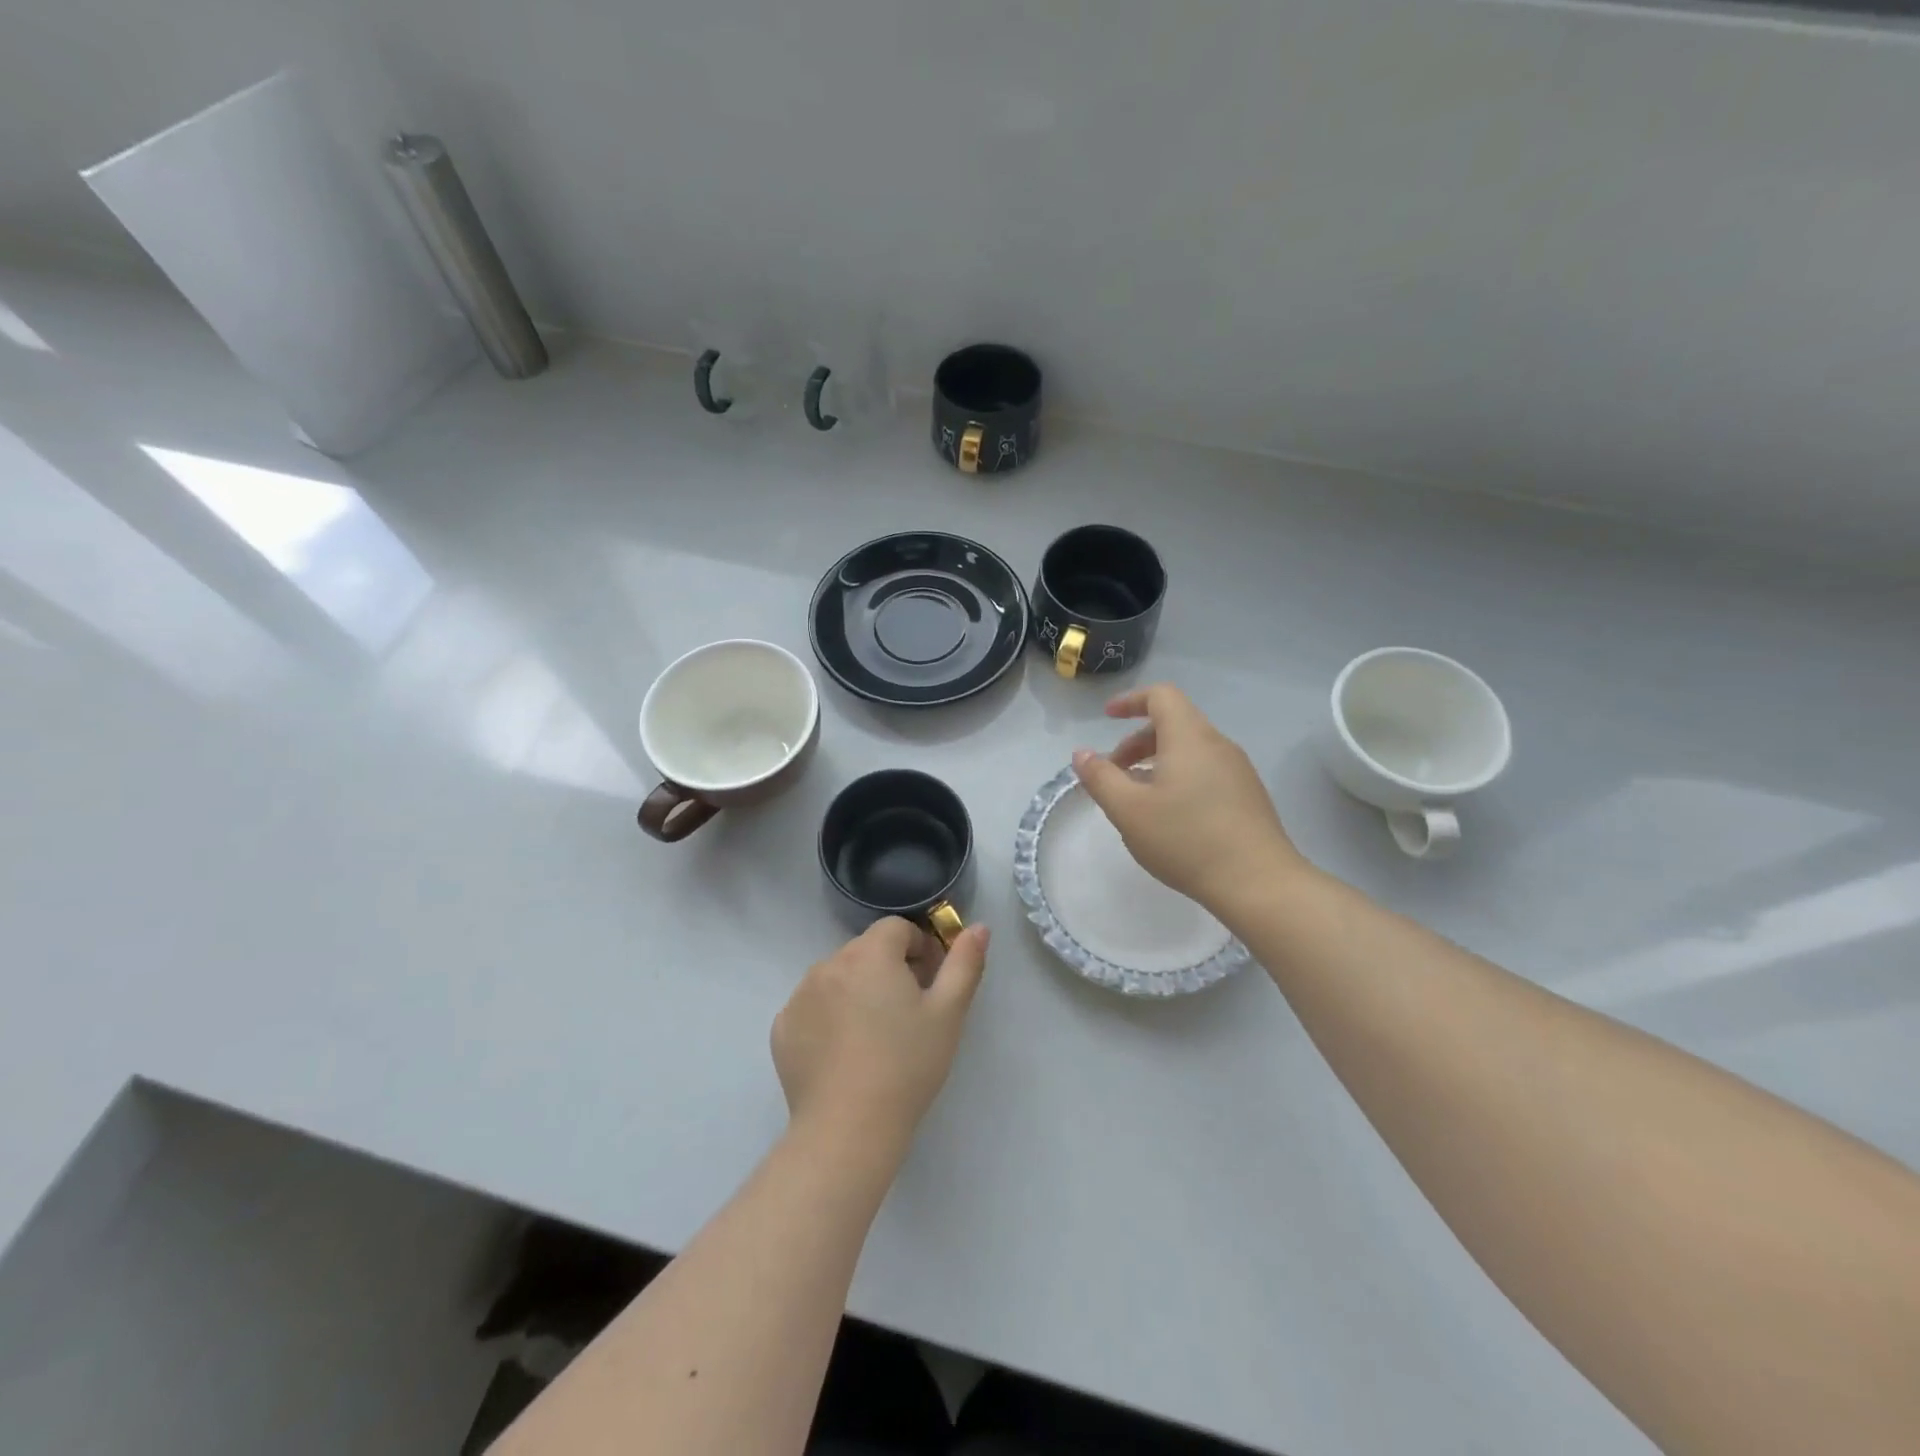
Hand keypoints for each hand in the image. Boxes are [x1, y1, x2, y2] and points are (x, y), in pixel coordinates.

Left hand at [772, 919, 989, 1151]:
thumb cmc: (907, 1065)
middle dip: (888, 969)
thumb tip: (980, 928)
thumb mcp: (949, 1013)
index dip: (918, 948)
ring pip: (837, 977)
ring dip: (857, 990)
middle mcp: (829, 964)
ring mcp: (800, 995)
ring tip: (874, 1035)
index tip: (929, 983)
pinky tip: (844, 1053)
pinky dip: (828, 1017)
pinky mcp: (783, 1028)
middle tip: (907, 1012)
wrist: (848, 1129)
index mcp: (871, 953)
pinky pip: (812, 1007)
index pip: (896, 929)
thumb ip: (965, 963)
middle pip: (866, 951)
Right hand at [1073, 684, 1303, 909]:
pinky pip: (1206, 771)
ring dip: (1157, 763)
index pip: (1161, 696)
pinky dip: (1179, 778)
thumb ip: (1100, 778)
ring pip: (1190, 750)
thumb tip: (1082, 754)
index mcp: (1189, 737)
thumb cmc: (1186, 839)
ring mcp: (1238, 770)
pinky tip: (1170, 817)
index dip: (1131, 700)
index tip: (1107, 717)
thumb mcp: (1129, 810)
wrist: (1259, 883)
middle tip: (1114, 773)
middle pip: (1174, 723)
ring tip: (1138, 799)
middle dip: (1137, 742)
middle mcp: (1218, 744)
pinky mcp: (1248, 795)